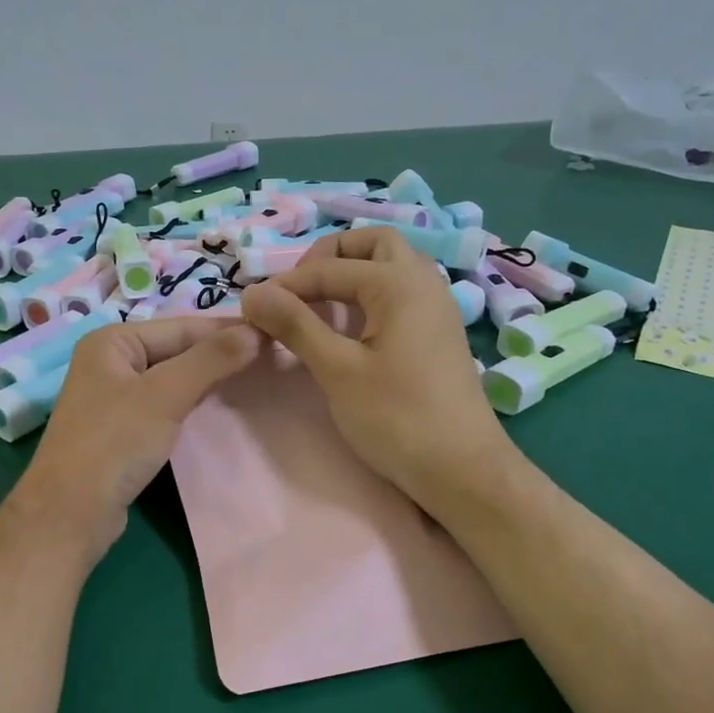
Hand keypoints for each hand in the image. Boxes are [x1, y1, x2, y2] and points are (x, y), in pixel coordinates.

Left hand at [15, 315, 261, 555]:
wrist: (71, 512)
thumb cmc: (115, 443)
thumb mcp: (164, 395)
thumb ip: (210, 360)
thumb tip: (255, 331)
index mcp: (111, 341)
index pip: (180, 326)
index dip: (227, 331)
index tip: (273, 333)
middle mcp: (109, 361)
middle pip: (176, 350)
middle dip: (219, 355)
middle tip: (270, 357)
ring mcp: (114, 397)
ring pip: (172, 378)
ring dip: (208, 379)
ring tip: (254, 378)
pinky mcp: (122, 428)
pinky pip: (165, 404)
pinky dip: (191, 403)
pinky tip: (219, 407)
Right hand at [240, 228, 512, 513]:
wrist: (462, 469)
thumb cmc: (397, 418)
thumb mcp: (337, 370)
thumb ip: (295, 325)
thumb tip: (253, 293)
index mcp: (398, 283)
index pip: (329, 268)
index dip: (286, 285)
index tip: (252, 308)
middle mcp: (423, 281)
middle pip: (373, 243)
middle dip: (330, 257)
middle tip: (298, 291)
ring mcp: (437, 305)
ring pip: (392, 265)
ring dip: (353, 272)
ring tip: (319, 305)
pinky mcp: (439, 331)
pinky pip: (402, 291)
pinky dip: (371, 293)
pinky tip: (351, 327)